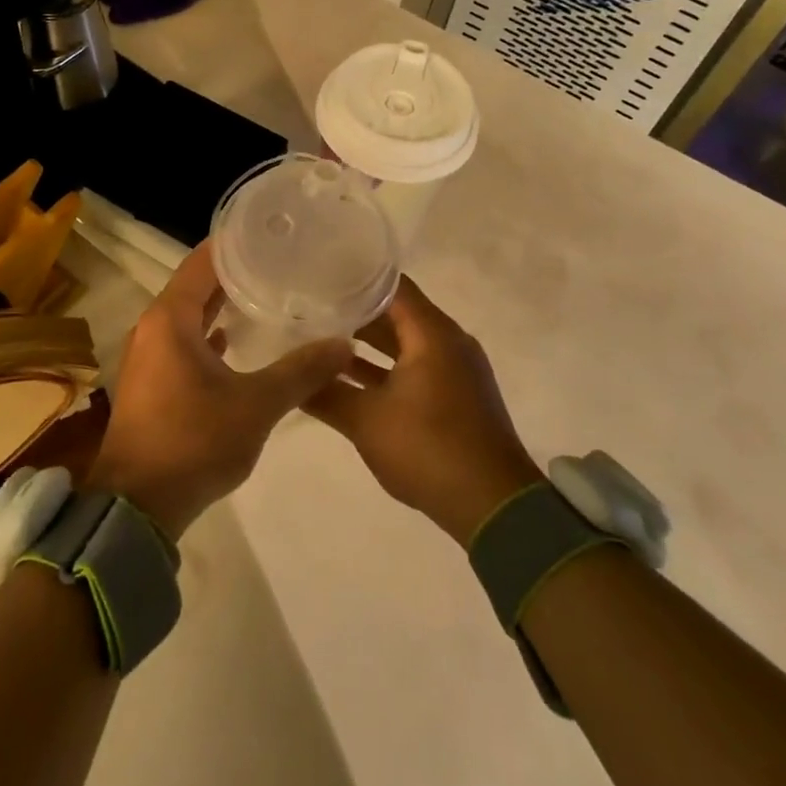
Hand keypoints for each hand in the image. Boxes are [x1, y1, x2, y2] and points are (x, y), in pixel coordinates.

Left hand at [86, 241, 351, 539]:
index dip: (235, 244)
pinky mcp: (151, 382)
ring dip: (221, 306)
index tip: (270, 233)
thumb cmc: (193, 442)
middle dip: (234, 273)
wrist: (138, 506)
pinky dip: (208, 336)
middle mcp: (153, 328)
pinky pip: (182, 343)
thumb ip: (300, 371)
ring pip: (188, 317)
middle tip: (278, 262)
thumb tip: (344, 344)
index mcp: (170, 319)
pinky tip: (235, 342)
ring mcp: (148, 356)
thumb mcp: (255, 405)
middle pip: (195, 286)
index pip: (203, 262)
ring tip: (265, 295)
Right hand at [309, 277, 541, 546]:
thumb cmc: (429, 449)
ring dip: (368, 343)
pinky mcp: (457, 395)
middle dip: (355, 312)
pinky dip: (386, 367)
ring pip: (405, 342)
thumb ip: (325, 393)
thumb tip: (291, 376)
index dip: (353, 280)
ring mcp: (456, 369)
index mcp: (433, 334)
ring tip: (321, 341)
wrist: (494, 507)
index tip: (318, 279)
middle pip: (397, 312)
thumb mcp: (366, 421)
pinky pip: (416, 366)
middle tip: (311, 309)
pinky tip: (350, 378)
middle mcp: (449, 342)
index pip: (390, 286)